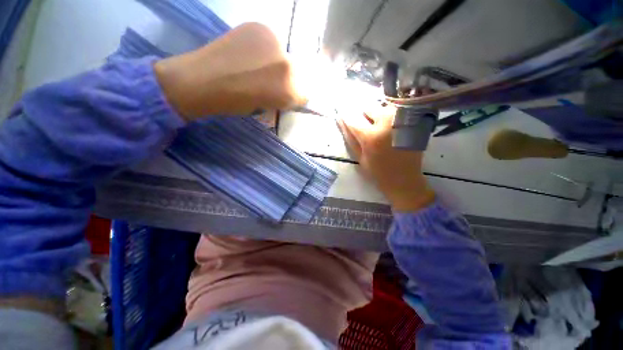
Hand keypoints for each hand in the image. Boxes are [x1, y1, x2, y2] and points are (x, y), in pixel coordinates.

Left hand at [154, 23, 305, 119]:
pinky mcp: (260, 27)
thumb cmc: (235, 103)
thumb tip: (290, 91)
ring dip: (277, 63)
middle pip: (298, 73)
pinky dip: (265, 49)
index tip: (286, 97)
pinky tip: (250, 54)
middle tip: (272, 83)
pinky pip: (271, 41)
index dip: (295, 97)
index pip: (304, 94)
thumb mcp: (266, 108)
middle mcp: (287, 63)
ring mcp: (274, 42)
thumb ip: (283, 99)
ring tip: (257, 67)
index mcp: (288, 90)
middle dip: (287, 80)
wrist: (202, 81)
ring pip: (285, 56)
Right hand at [337, 104, 434, 210]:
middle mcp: (386, 124)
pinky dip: (389, 115)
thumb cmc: (378, 172)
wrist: (404, 179)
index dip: (346, 115)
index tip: (342, 112)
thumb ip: (350, 138)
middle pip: (368, 107)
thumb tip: (340, 120)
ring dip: (377, 114)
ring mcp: (400, 120)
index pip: (353, 119)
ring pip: (382, 107)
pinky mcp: (411, 121)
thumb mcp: (359, 157)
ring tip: (379, 128)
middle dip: (363, 115)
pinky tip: (390, 128)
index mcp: (370, 137)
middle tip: (366, 127)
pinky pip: (395, 111)